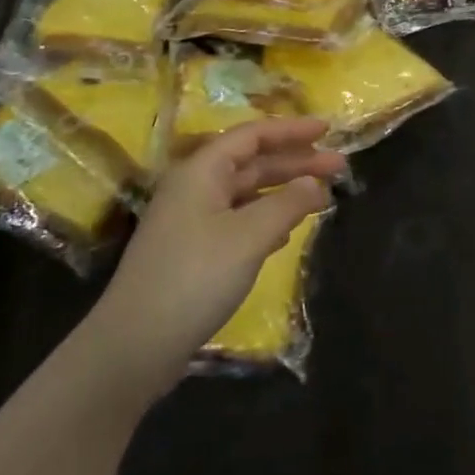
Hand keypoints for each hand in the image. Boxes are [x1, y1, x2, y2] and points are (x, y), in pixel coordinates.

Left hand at [90, 118, 347, 398]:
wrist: (135, 345)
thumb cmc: (195, 277)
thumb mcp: (249, 236)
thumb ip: (287, 204)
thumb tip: (315, 183)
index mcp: (202, 172)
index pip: (252, 135)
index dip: (291, 130)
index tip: (328, 129)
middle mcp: (195, 188)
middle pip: (252, 162)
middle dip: (296, 162)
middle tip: (339, 166)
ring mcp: (191, 221)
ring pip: (246, 192)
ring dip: (284, 190)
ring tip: (322, 196)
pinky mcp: (193, 251)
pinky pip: (238, 219)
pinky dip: (267, 218)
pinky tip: (287, 232)